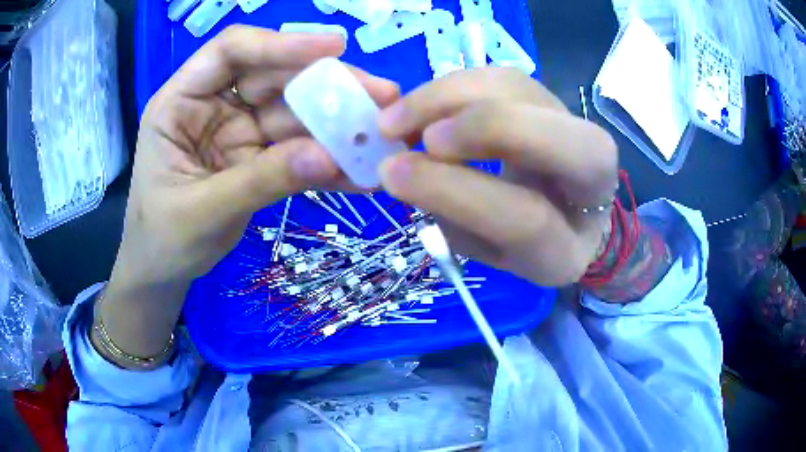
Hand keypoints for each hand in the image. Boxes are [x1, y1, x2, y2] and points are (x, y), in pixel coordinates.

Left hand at [101, 26, 397, 358]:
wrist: (163, 271)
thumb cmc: (163, 238)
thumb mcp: (202, 211)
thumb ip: (259, 181)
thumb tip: (327, 156)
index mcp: (181, 101)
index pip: (232, 51)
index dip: (281, 43)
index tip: (335, 47)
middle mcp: (213, 105)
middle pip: (275, 78)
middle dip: (328, 85)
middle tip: (383, 96)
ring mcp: (239, 131)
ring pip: (294, 114)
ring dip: (338, 125)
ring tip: (383, 135)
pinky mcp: (258, 157)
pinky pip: (298, 152)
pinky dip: (327, 161)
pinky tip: (359, 170)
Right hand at [378, 68, 617, 286]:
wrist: (566, 213)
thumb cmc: (522, 242)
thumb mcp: (484, 249)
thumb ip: (450, 216)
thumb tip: (401, 168)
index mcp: (572, 246)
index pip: (528, 220)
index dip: (462, 191)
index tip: (396, 171)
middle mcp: (593, 182)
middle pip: (552, 138)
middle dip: (476, 126)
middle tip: (402, 131)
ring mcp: (577, 127)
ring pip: (519, 90)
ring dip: (448, 95)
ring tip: (397, 116)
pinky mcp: (553, 99)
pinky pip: (502, 76)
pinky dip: (454, 85)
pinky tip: (422, 104)